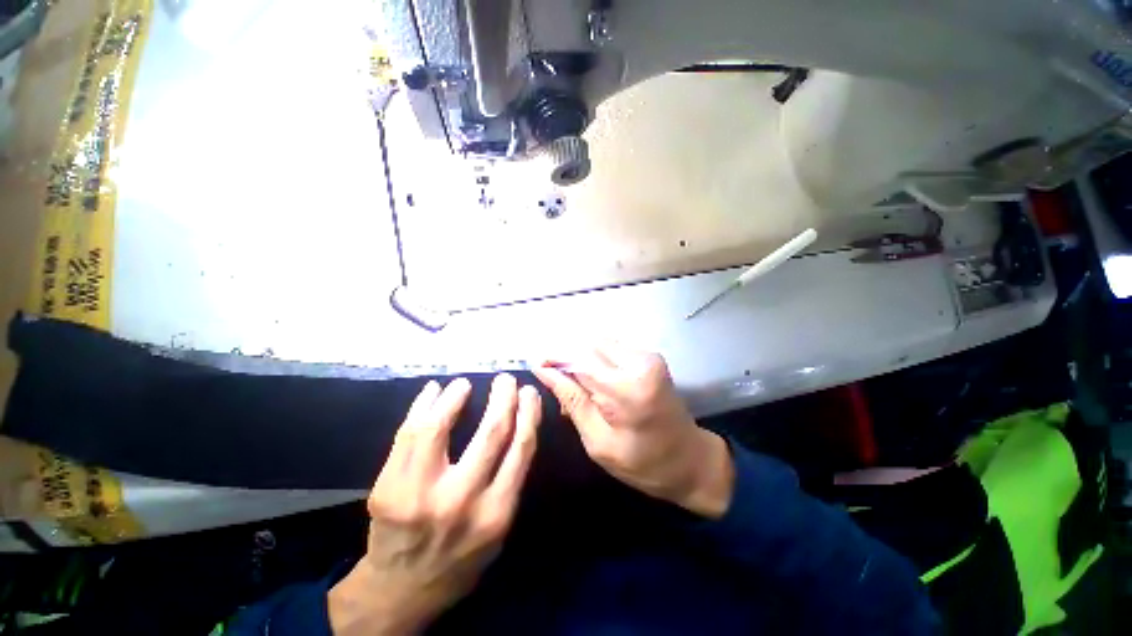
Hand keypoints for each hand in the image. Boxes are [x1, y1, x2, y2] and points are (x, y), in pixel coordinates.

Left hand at [329, 374, 541, 634]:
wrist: (402, 590)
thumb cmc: (461, 557)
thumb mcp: (499, 527)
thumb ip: (510, 479)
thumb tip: (519, 423)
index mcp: (497, 511)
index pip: (521, 446)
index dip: (528, 412)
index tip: (529, 392)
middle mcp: (462, 500)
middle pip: (492, 431)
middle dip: (503, 396)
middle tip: (505, 379)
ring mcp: (420, 493)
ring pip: (439, 427)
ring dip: (456, 395)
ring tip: (463, 383)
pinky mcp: (388, 487)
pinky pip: (407, 434)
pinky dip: (422, 405)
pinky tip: (433, 391)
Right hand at [533, 347, 733, 518]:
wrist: (691, 460)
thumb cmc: (643, 463)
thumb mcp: (599, 442)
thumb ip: (572, 400)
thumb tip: (544, 370)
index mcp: (627, 388)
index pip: (579, 358)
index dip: (553, 358)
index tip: (535, 365)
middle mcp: (639, 362)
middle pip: (588, 344)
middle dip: (566, 358)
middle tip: (556, 382)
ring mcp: (647, 355)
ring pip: (598, 343)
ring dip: (580, 359)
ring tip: (575, 386)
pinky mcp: (649, 356)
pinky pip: (611, 348)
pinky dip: (595, 360)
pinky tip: (593, 382)